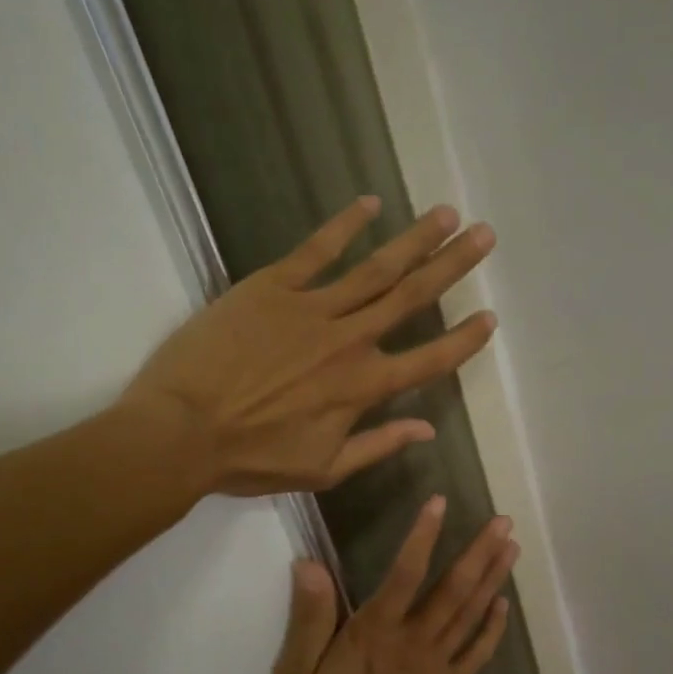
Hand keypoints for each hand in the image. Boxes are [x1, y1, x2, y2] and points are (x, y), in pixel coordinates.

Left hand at [121, 197, 496, 495]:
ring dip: (415, 239)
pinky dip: (344, 226)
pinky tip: (370, 204)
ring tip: (445, 214)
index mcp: (364, 387)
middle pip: (412, 297)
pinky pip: (316, 250)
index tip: (490, 317)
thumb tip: (427, 430)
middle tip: (484, 234)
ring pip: (376, 268)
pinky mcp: (272, 287)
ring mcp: (312, 308)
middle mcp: (350, 341)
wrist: (182, 431)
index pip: (430, 360)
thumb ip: (379, 446)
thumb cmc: (252, 458)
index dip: (464, 340)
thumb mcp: (324, 468)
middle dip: (453, 265)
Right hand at [269, 497, 518, 673]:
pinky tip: (504, 606)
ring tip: (512, 547)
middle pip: (453, 589)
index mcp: (374, 633)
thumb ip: (308, 619)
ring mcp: (436, 668)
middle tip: (505, 520)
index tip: (441, 502)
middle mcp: (413, 642)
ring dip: (494, 578)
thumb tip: (309, 564)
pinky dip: (493, 629)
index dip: (423, 535)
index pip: (404, 572)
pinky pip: (476, 654)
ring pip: (471, 614)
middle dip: (479, 551)